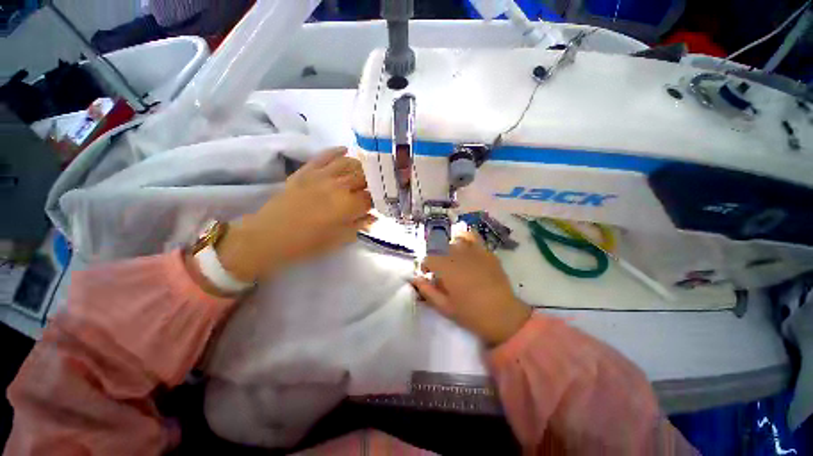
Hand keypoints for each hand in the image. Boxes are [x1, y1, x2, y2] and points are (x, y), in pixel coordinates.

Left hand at [214, 147, 373, 282]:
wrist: (269, 235)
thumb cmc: (307, 243)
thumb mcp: (340, 239)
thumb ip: (360, 224)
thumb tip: (374, 216)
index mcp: (348, 205)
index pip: (372, 197)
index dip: (380, 199)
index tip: (383, 201)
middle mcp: (339, 185)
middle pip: (365, 176)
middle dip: (374, 181)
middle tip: (377, 186)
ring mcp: (322, 175)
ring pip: (349, 162)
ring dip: (361, 166)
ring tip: (365, 172)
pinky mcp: (307, 170)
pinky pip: (325, 155)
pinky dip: (337, 151)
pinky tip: (346, 150)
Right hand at [411, 231, 531, 345]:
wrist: (504, 316)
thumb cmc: (471, 314)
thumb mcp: (445, 307)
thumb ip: (427, 291)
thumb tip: (414, 279)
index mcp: (447, 269)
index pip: (429, 258)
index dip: (426, 266)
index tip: (428, 275)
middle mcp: (459, 256)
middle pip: (441, 249)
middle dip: (438, 259)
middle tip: (442, 272)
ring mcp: (475, 252)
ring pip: (456, 241)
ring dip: (451, 249)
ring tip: (454, 260)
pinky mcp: (487, 253)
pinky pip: (474, 238)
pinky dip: (466, 239)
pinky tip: (466, 247)